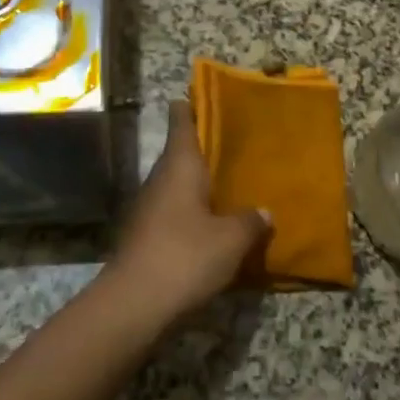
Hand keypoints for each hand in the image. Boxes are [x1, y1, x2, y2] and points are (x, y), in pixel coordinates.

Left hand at [105, 100, 270, 327]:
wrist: (133, 304)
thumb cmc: (185, 256)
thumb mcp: (230, 240)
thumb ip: (250, 222)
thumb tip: (265, 211)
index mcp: (180, 165)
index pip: (181, 121)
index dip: (191, 105)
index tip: (207, 95)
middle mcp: (161, 178)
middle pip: (181, 152)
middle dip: (205, 147)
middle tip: (236, 143)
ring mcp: (149, 207)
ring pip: (178, 183)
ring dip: (200, 182)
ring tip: (231, 182)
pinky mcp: (146, 235)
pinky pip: (174, 210)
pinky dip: (193, 210)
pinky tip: (213, 223)